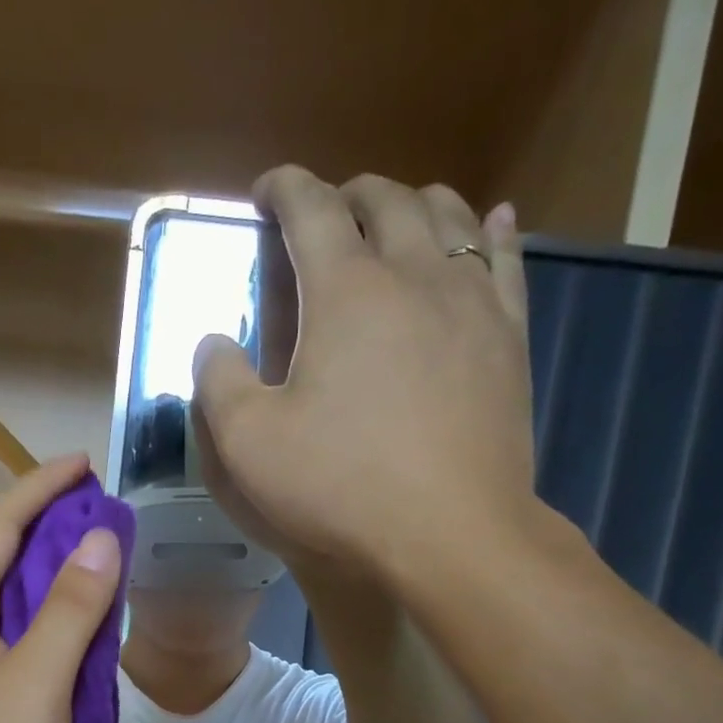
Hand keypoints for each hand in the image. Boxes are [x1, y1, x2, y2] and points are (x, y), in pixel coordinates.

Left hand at [0, 454, 124, 722]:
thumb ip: (70, 609)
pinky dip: (44, 609)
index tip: (85, 463)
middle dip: (45, 519)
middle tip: (98, 507)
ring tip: (92, 553)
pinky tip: (70, 621)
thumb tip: (102, 539)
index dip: (40, 486)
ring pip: (4, 592)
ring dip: (46, 565)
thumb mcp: (37, 680)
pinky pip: (10, 628)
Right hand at [191, 167, 535, 581]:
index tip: (267, 191)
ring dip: (414, 204)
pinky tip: (492, 223)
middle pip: (385, 200)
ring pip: (450, 218)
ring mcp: (471, 303)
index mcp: (345, 291)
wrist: (451, 533)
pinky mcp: (509, 338)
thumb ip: (220, 384)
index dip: (284, 188)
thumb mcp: (250, 446)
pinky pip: (505, 262)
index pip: (311, 209)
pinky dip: (492, 233)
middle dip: (348, 194)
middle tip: (326, 214)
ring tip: (396, 217)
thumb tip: (213, 342)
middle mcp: (414, 274)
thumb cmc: (341, 488)